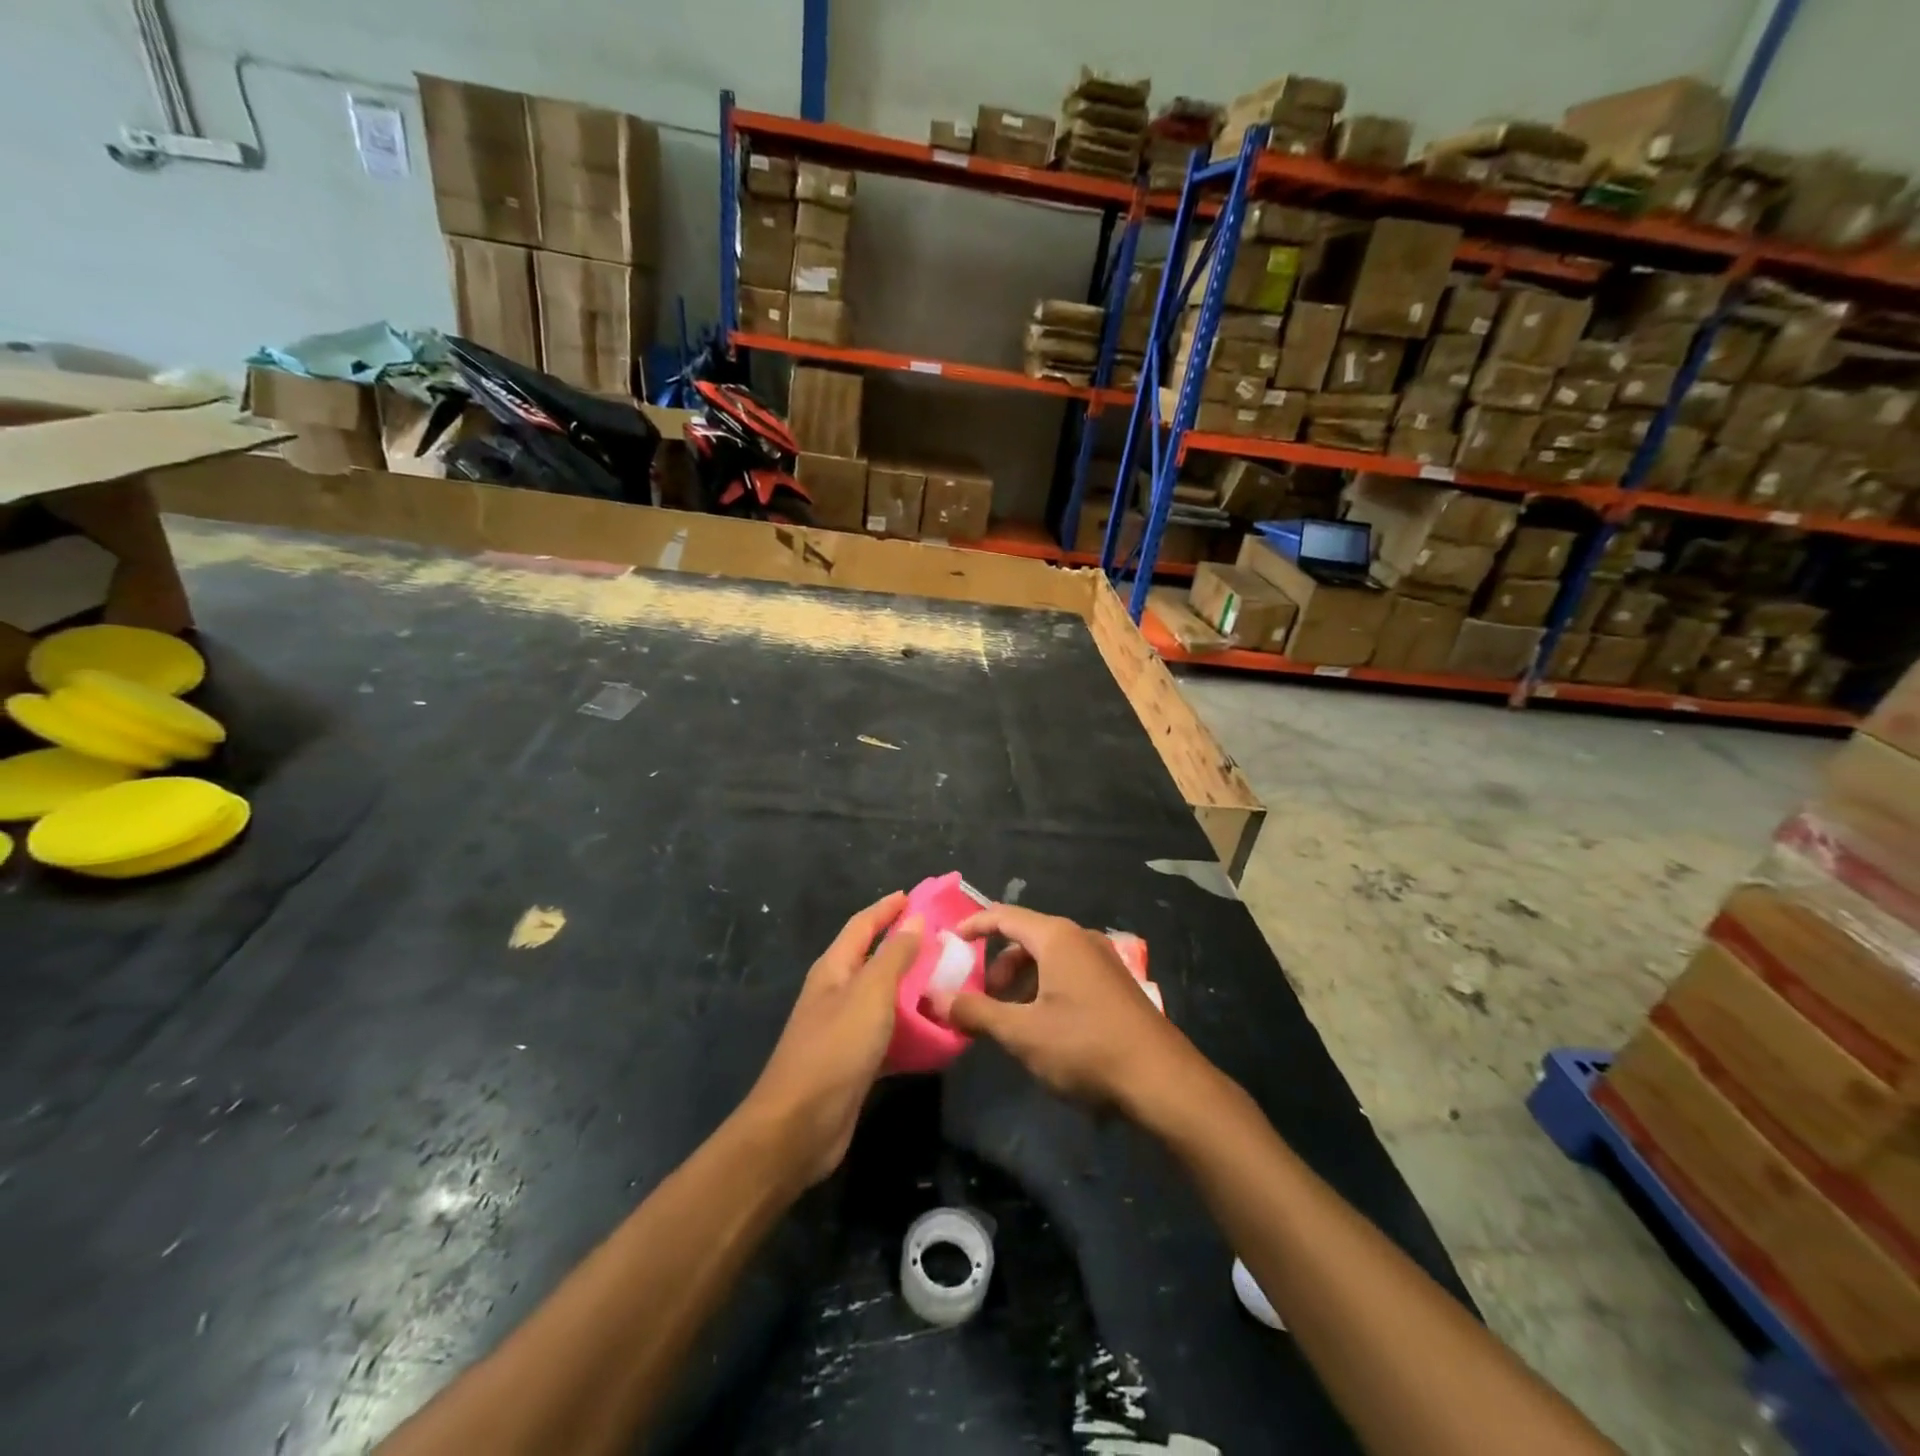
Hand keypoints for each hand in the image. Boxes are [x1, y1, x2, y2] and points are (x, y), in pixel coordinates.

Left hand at [743, 893, 920, 1187]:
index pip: (862, 925)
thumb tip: (915, 920)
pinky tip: (938, 1031)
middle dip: (906, 947)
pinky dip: (912, 1028)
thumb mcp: (870, 994)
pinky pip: (889, 1034)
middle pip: (874, 959)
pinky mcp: (855, 1062)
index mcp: (834, 969)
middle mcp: (836, 993)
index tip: (917, 896)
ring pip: (885, 998)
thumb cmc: (835, 1049)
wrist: (799, 1126)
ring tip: (951, 982)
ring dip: (913, 988)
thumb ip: (894, 956)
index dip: (887, 908)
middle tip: (946, 941)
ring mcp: (844, 1029)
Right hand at [938, 903, 1197, 1114]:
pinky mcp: (1115, 985)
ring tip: (1009, 1020)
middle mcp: (1080, 939)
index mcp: (1057, 938)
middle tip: (980, 998)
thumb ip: (977, 1012)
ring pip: (1048, 959)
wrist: (1162, 1081)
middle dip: (997, 965)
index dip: (973, 925)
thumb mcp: (1022, 1033)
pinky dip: (1044, 990)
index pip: (1004, 916)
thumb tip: (937, 998)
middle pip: (1026, 938)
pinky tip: (1042, 1028)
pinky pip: (1068, 973)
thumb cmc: (1086, 1047)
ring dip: (1021, 982)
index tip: (948, 942)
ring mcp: (1103, 961)